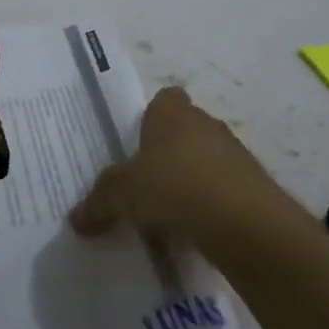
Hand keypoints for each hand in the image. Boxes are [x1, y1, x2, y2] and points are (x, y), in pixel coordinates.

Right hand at [70, 87, 291, 243]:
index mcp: (173, 114)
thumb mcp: (121, 195)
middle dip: (167, 154)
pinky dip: (209, 205)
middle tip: (143, 185)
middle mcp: (206, 125)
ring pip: (205, 161)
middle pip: (184, 131)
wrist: (245, 222)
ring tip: (167, 213)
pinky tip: (193, 229)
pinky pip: (222, 190)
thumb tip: (76, 220)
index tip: (136, 145)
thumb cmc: (175, 188)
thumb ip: (98, 203)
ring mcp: (235, 155)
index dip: (151, 118)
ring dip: (190, 181)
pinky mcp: (253, 187)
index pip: (164, 99)